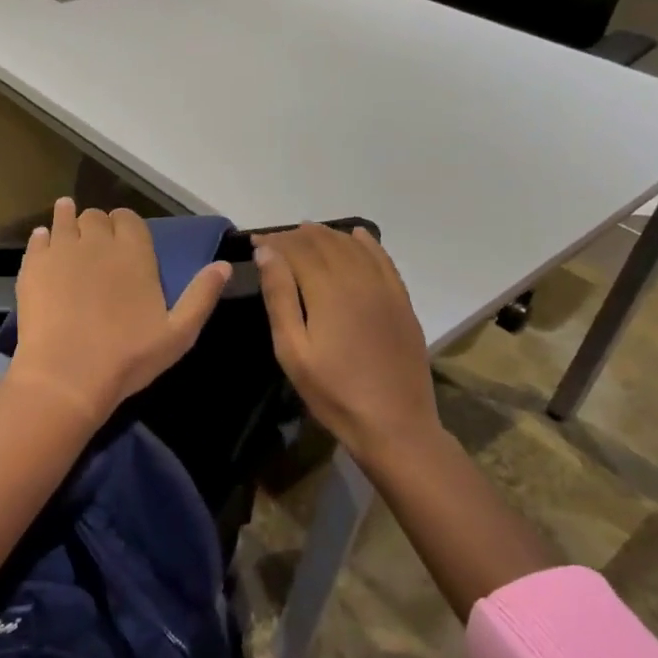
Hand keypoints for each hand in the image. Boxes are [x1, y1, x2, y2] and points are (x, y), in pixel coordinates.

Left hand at [9, 198, 231, 422]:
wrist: (67, 375)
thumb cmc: (128, 357)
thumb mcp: (179, 333)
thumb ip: (202, 295)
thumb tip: (223, 265)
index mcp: (134, 253)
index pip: (129, 219)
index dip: (127, 225)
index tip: (125, 238)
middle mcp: (98, 241)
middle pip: (96, 217)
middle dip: (99, 225)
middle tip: (97, 243)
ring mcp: (61, 250)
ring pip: (65, 219)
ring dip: (69, 218)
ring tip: (68, 220)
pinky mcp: (33, 265)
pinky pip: (37, 238)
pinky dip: (43, 237)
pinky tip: (43, 243)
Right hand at [255, 224, 443, 471]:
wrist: (394, 424)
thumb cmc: (333, 392)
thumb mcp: (292, 350)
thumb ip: (280, 297)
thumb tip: (267, 254)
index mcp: (328, 291)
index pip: (298, 250)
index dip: (275, 242)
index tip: (256, 242)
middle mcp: (359, 279)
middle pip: (325, 243)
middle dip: (297, 236)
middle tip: (275, 241)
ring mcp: (386, 289)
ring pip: (354, 247)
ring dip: (327, 235)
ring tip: (306, 234)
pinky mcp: (402, 302)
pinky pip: (384, 260)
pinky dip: (367, 243)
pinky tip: (356, 235)